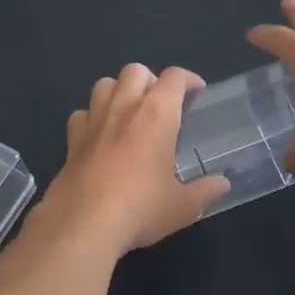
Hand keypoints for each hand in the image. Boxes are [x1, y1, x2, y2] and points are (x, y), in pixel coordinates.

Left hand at [37, 64, 229, 256]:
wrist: (83, 225)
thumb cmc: (141, 209)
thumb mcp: (183, 206)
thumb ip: (205, 191)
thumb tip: (223, 184)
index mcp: (157, 115)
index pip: (175, 77)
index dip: (189, 79)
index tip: (197, 93)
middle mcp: (124, 107)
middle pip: (135, 70)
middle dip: (151, 80)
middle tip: (161, 105)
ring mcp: (94, 121)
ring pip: (104, 84)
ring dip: (119, 91)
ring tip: (130, 113)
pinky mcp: (72, 140)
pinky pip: (81, 114)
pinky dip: (92, 117)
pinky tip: (100, 135)